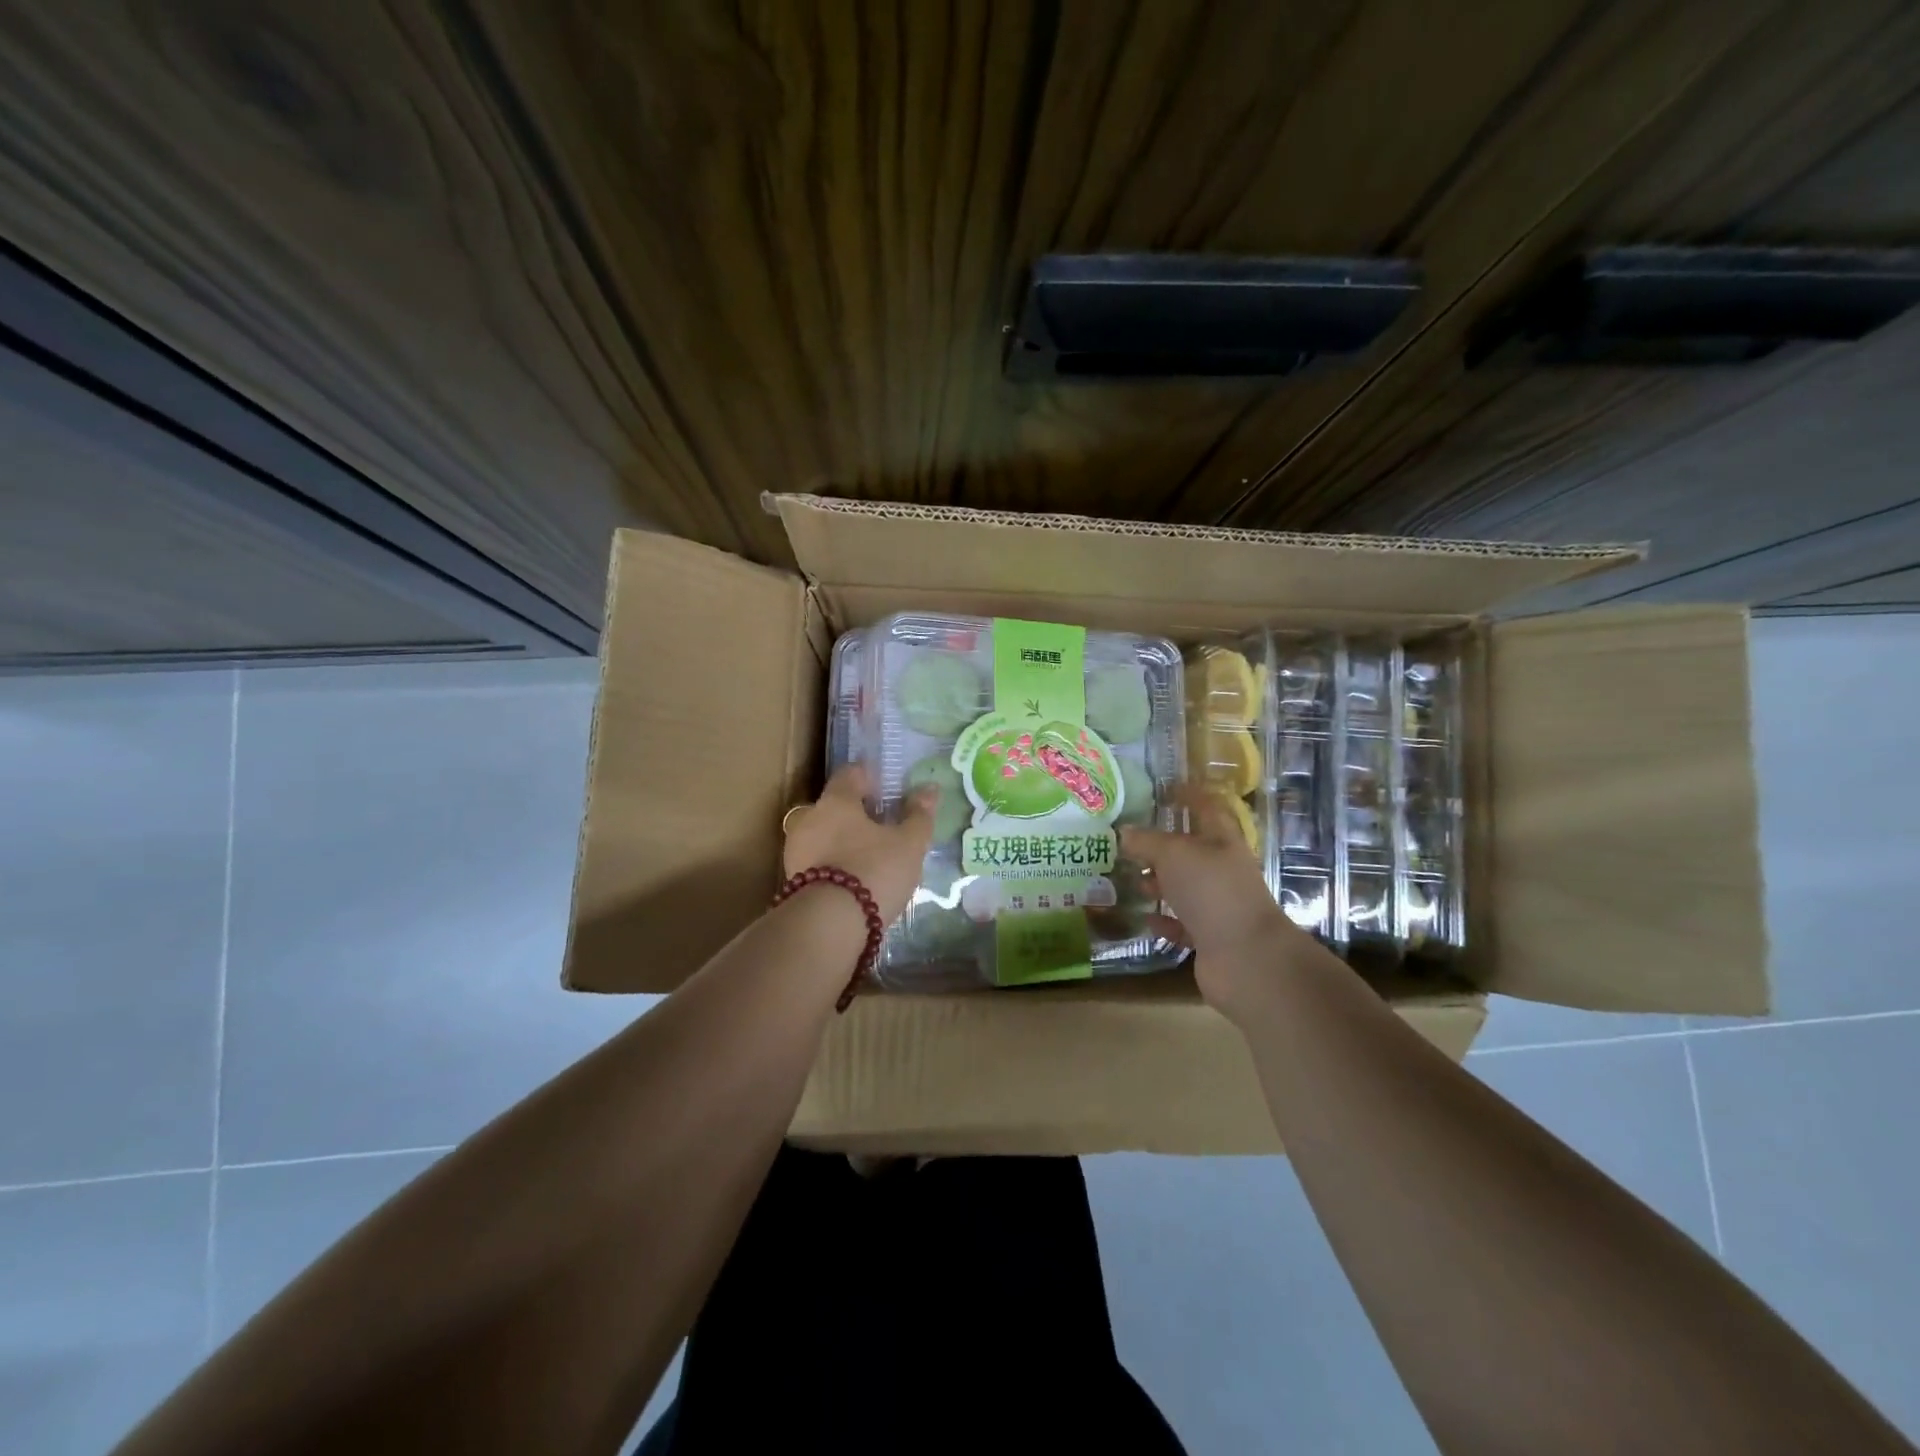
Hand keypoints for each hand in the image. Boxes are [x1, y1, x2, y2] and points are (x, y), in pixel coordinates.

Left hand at [783, 765, 935, 924]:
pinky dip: (835, 863)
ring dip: (844, 840)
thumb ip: (919, 815)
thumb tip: (929, 788)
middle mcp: (809, 818)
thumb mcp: (908, 844)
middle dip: (856, 812)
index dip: (869, 777)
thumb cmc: (873, 871)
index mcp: (836, 800)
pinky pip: (819, 861)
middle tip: (883, 826)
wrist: (828, 926)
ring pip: (824, 835)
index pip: (850, 774)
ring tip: (871, 857)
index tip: (886, 788)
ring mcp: (796, 850)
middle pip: (835, 806)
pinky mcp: (793, 880)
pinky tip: (854, 879)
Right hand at [1121, 789, 1326, 1016]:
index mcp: (1222, 841)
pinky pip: (1181, 923)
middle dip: (1162, 845)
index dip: (1188, 796)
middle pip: (1191, 850)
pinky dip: (1163, 919)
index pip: (1207, 808)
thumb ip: (1147, 842)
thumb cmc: (1213, 891)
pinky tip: (1143, 917)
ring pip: (1183, 887)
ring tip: (1129, 878)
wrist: (1246, 957)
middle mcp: (1222, 870)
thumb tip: (1123, 832)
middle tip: (1129, 841)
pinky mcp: (1209, 937)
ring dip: (1158, 883)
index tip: (1164, 789)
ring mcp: (1217, 905)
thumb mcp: (1175, 855)